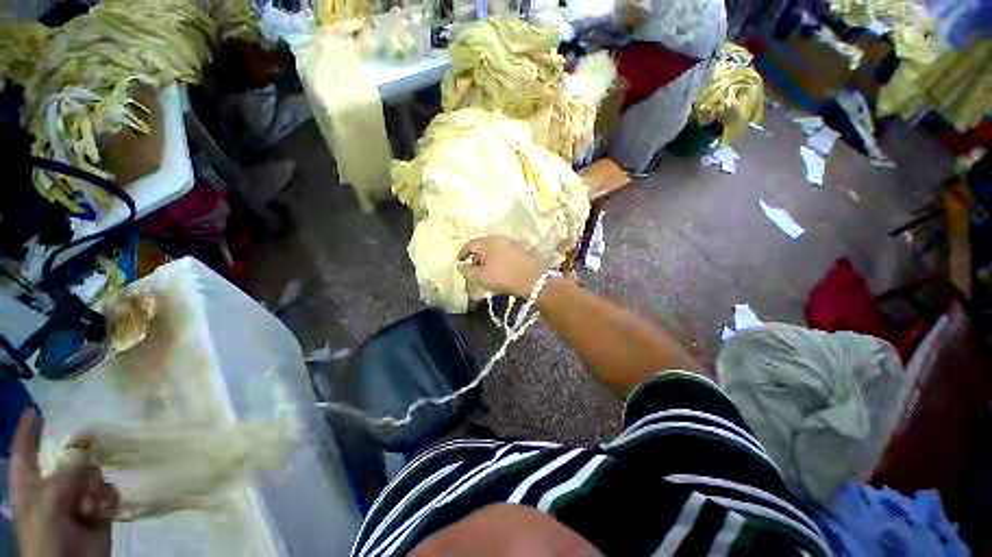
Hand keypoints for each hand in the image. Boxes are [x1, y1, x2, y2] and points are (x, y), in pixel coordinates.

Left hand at [9, 408, 118, 556]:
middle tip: (92, 449)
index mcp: (31, 484)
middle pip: (69, 459)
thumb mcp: (50, 504)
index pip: (24, 451)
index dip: (28, 431)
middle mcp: (53, 487)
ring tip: (90, 507)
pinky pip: (108, 491)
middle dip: (81, 462)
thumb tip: (87, 440)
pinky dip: (107, 499)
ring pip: (93, 475)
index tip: (35, 410)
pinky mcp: (97, 508)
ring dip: (94, 488)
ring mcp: (76, 499)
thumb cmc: (47, 537)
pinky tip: (103, 510)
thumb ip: (68, 472)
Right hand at [458, 236, 545, 298]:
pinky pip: (505, 251)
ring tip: (488, 269)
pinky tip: (502, 267)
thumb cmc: (502, 278)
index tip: (459, 261)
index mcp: (486, 243)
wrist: (532, 279)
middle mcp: (498, 238)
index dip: (463, 253)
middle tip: (474, 268)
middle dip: (476, 255)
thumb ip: (467, 271)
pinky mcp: (522, 248)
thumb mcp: (481, 277)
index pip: (470, 244)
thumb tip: (460, 265)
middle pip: (483, 245)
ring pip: (495, 247)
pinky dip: (500, 257)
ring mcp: (511, 242)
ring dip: (489, 256)